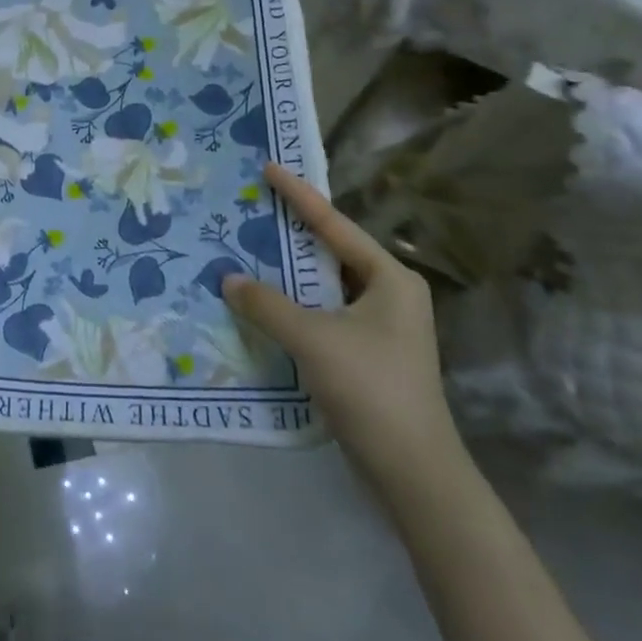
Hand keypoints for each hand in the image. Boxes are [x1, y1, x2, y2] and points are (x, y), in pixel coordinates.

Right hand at [225, 162, 461, 490]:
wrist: (413, 472)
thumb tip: (228, 278)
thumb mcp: (313, 339)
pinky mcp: (369, 354)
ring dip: (290, 273)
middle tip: (254, 208)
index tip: (270, 168)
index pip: (335, 225)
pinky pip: (325, 313)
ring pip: (326, 285)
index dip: (299, 196)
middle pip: (332, 252)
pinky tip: (266, 303)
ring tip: (251, 250)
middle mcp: (390, 294)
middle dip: (292, 232)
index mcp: (390, 278)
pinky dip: (296, 305)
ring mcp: (382, 326)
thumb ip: (267, 304)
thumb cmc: (370, 389)